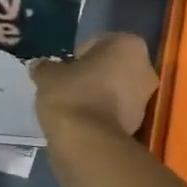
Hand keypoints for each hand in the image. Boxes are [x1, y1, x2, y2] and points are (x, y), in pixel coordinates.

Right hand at [31, 32, 158, 136]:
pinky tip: (83, 123)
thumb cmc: (72, 95)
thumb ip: (45, 67)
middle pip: (112, 66)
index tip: (64, 70)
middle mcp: (145, 68)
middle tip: (68, 87)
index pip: (97, 43)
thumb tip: (40, 66)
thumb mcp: (48, 76)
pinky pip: (117, 112)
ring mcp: (146, 98)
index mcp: (128, 45)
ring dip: (99, 96)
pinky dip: (103, 115)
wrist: (88, 143)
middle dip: (93, 75)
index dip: (77, 56)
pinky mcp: (141, 125)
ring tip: (74, 108)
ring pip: (117, 90)